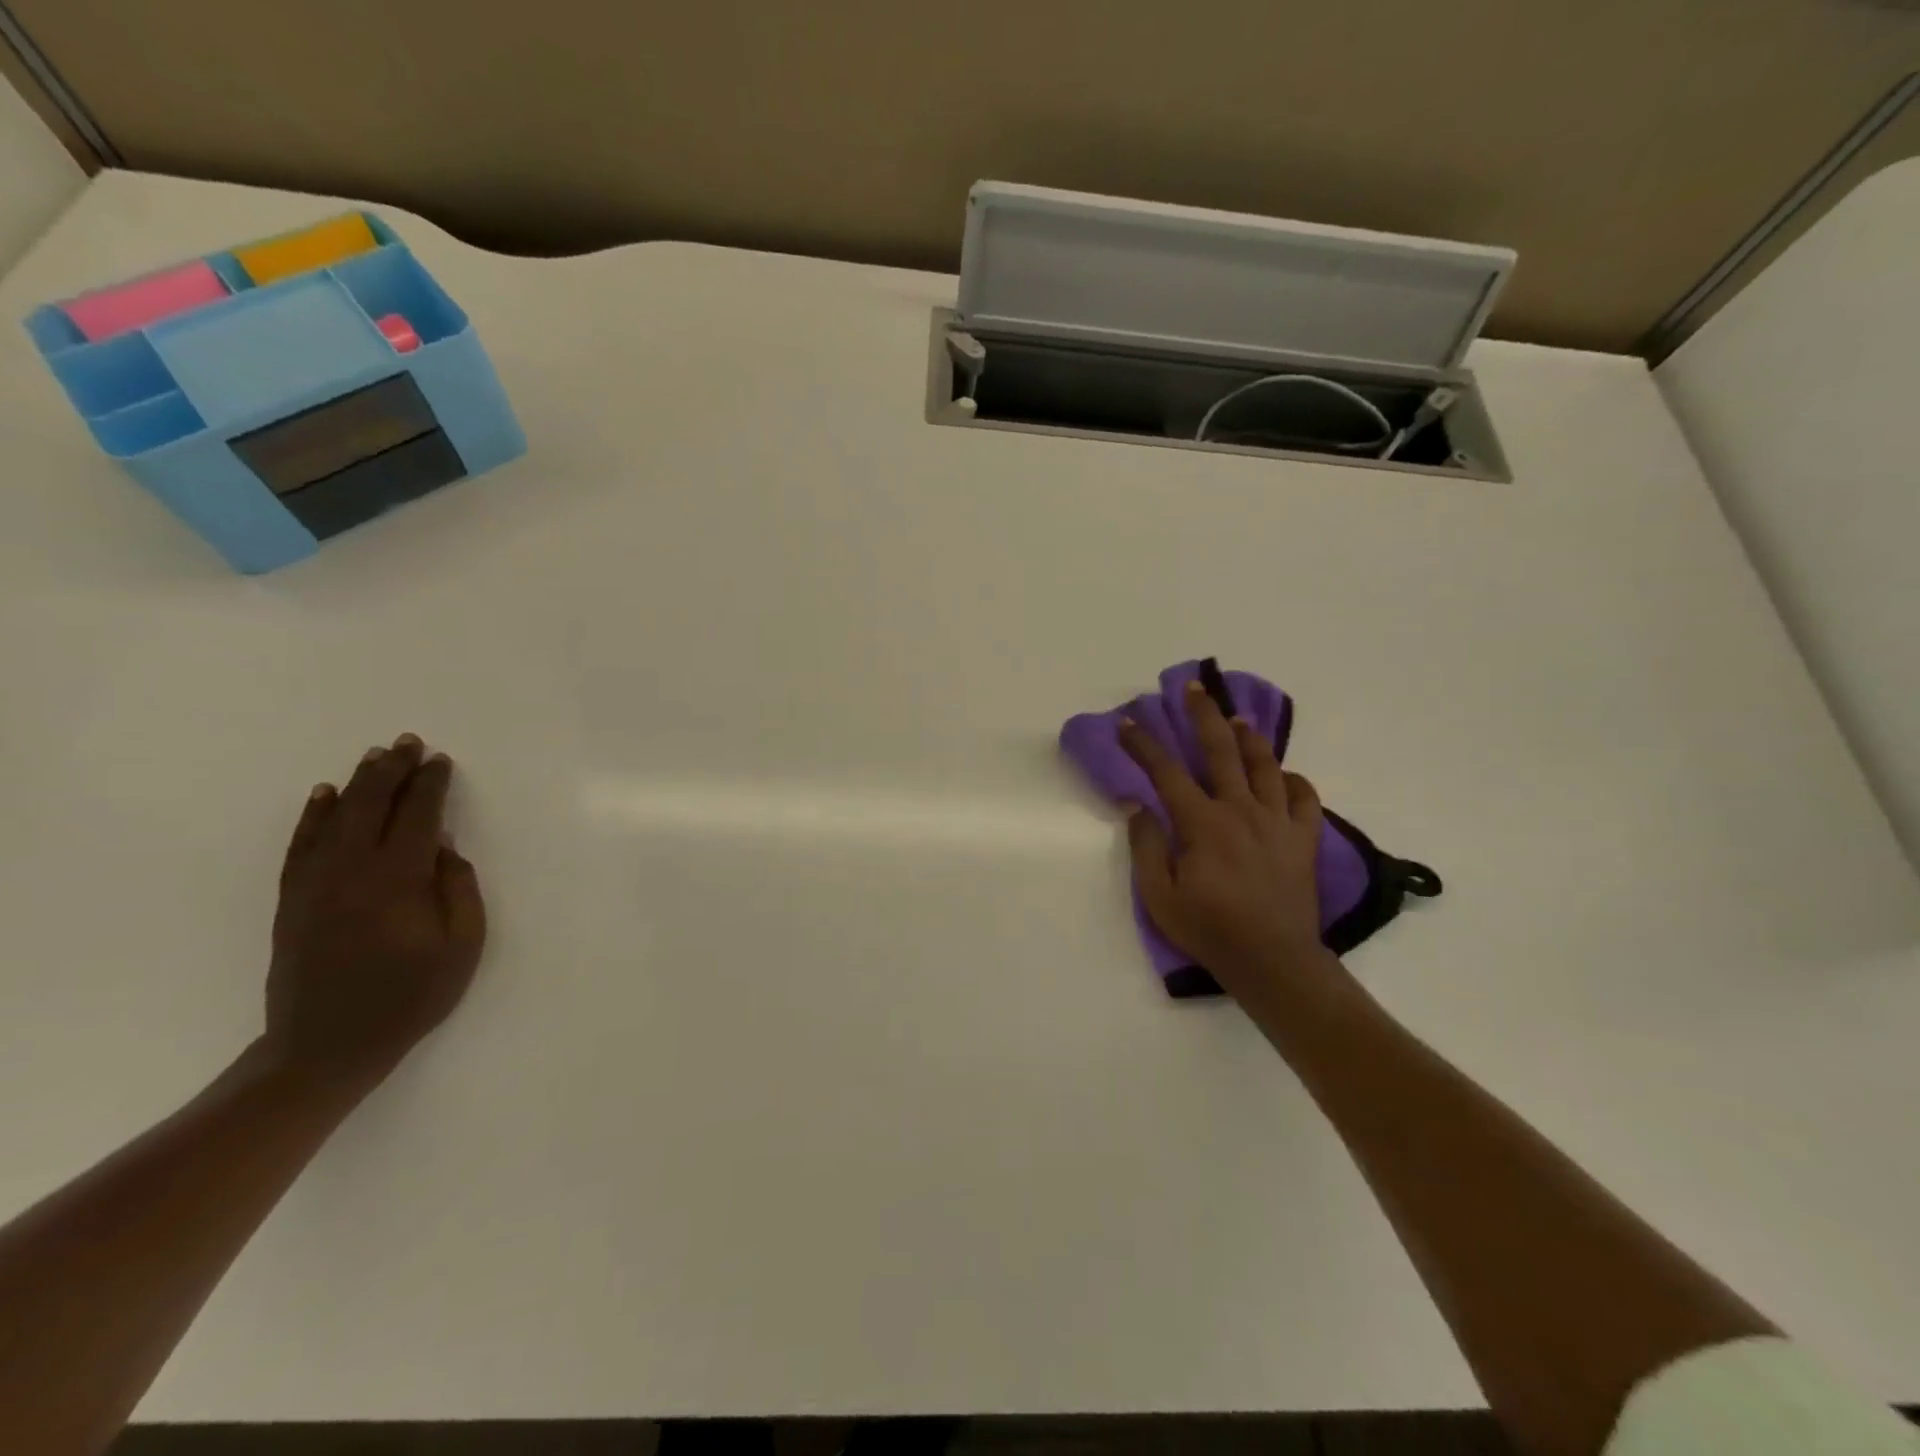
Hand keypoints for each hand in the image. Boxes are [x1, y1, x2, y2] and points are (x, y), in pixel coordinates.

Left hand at [265, 734, 486, 1091]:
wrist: (327, 1045)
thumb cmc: (410, 997)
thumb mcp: (461, 946)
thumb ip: (458, 890)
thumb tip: (445, 849)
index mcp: (397, 881)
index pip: (417, 817)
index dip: (430, 786)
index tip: (441, 761)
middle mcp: (351, 872)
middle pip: (372, 807)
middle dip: (393, 771)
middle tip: (408, 743)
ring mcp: (314, 885)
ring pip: (334, 819)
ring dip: (357, 784)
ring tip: (375, 757)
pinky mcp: (292, 900)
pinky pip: (301, 845)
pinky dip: (314, 816)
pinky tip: (323, 796)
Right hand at [1119, 680, 1332, 996]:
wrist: (1273, 962)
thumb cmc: (1209, 930)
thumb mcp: (1160, 895)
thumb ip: (1146, 846)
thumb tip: (1137, 804)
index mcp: (1203, 824)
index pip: (1166, 772)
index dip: (1143, 745)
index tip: (1127, 722)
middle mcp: (1242, 811)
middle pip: (1222, 751)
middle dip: (1204, 715)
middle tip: (1194, 689)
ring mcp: (1278, 822)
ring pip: (1266, 766)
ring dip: (1250, 738)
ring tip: (1238, 719)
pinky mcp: (1303, 839)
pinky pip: (1306, 799)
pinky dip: (1295, 781)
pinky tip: (1284, 776)